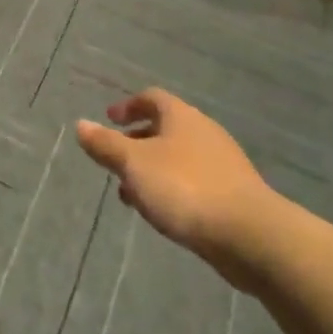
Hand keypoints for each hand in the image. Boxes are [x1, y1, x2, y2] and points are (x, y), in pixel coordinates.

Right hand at [75, 89, 281, 290]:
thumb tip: (81, 124)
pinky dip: (173, 188)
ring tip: (133, 195)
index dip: (128, 106)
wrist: (251, 236)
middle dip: (137, 143)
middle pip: (166, 128)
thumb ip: (105, 145)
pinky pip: (195, 181)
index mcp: (181, 116)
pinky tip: (164, 213)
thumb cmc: (185, 188)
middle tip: (116, 162)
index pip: (152, 97)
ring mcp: (223, 164)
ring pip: (178, 158)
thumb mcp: (133, 164)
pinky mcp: (235, 194)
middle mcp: (204, 132)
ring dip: (153, 170)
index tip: (110, 119)